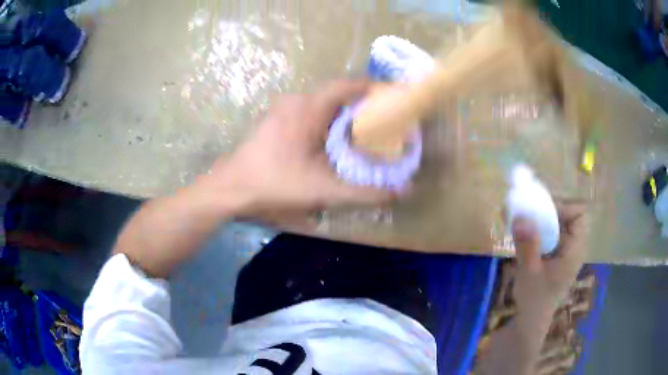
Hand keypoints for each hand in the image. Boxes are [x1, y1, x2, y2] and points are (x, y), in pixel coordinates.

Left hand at [202, 80, 394, 217]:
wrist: (231, 189)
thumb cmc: (276, 184)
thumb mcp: (325, 190)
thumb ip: (366, 192)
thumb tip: (404, 191)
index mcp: (309, 108)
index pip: (348, 85)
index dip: (373, 88)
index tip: (393, 98)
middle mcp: (296, 101)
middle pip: (336, 94)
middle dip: (361, 104)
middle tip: (383, 120)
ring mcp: (282, 109)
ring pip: (321, 104)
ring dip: (342, 114)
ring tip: (362, 131)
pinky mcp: (274, 120)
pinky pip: (308, 112)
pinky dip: (325, 121)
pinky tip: (331, 141)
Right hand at [512, 200, 586, 324]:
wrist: (529, 322)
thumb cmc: (534, 300)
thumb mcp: (529, 273)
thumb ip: (527, 245)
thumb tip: (520, 216)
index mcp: (575, 250)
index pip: (580, 214)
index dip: (564, 206)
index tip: (542, 211)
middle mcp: (573, 247)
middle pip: (568, 216)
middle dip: (548, 211)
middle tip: (528, 213)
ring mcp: (565, 252)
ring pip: (558, 225)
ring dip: (541, 220)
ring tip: (522, 222)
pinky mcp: (555, 257)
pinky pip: (551, 235)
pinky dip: (538, 231)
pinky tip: (524, 236)